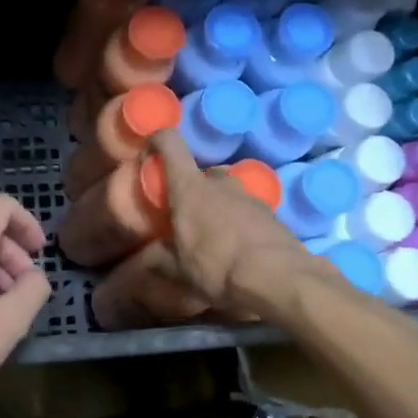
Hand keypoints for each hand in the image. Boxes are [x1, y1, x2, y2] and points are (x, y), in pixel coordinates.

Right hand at [148, 129, 309, 316]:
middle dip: (192, 187)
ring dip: (217, 203)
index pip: (170, 142)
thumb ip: (157, 258)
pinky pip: (247, 207)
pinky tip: (238, 244)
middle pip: (201, 171)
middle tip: (185, 212)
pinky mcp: (271, 212)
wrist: (277, 277)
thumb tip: (140, 262)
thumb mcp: (178, 269)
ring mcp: (248, 194)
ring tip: (213, 232)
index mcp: (189, 187)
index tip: (149, 153)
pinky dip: (239, 219)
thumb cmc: (217, 266)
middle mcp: (219, 182)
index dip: (158, 140)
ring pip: (226, 189)